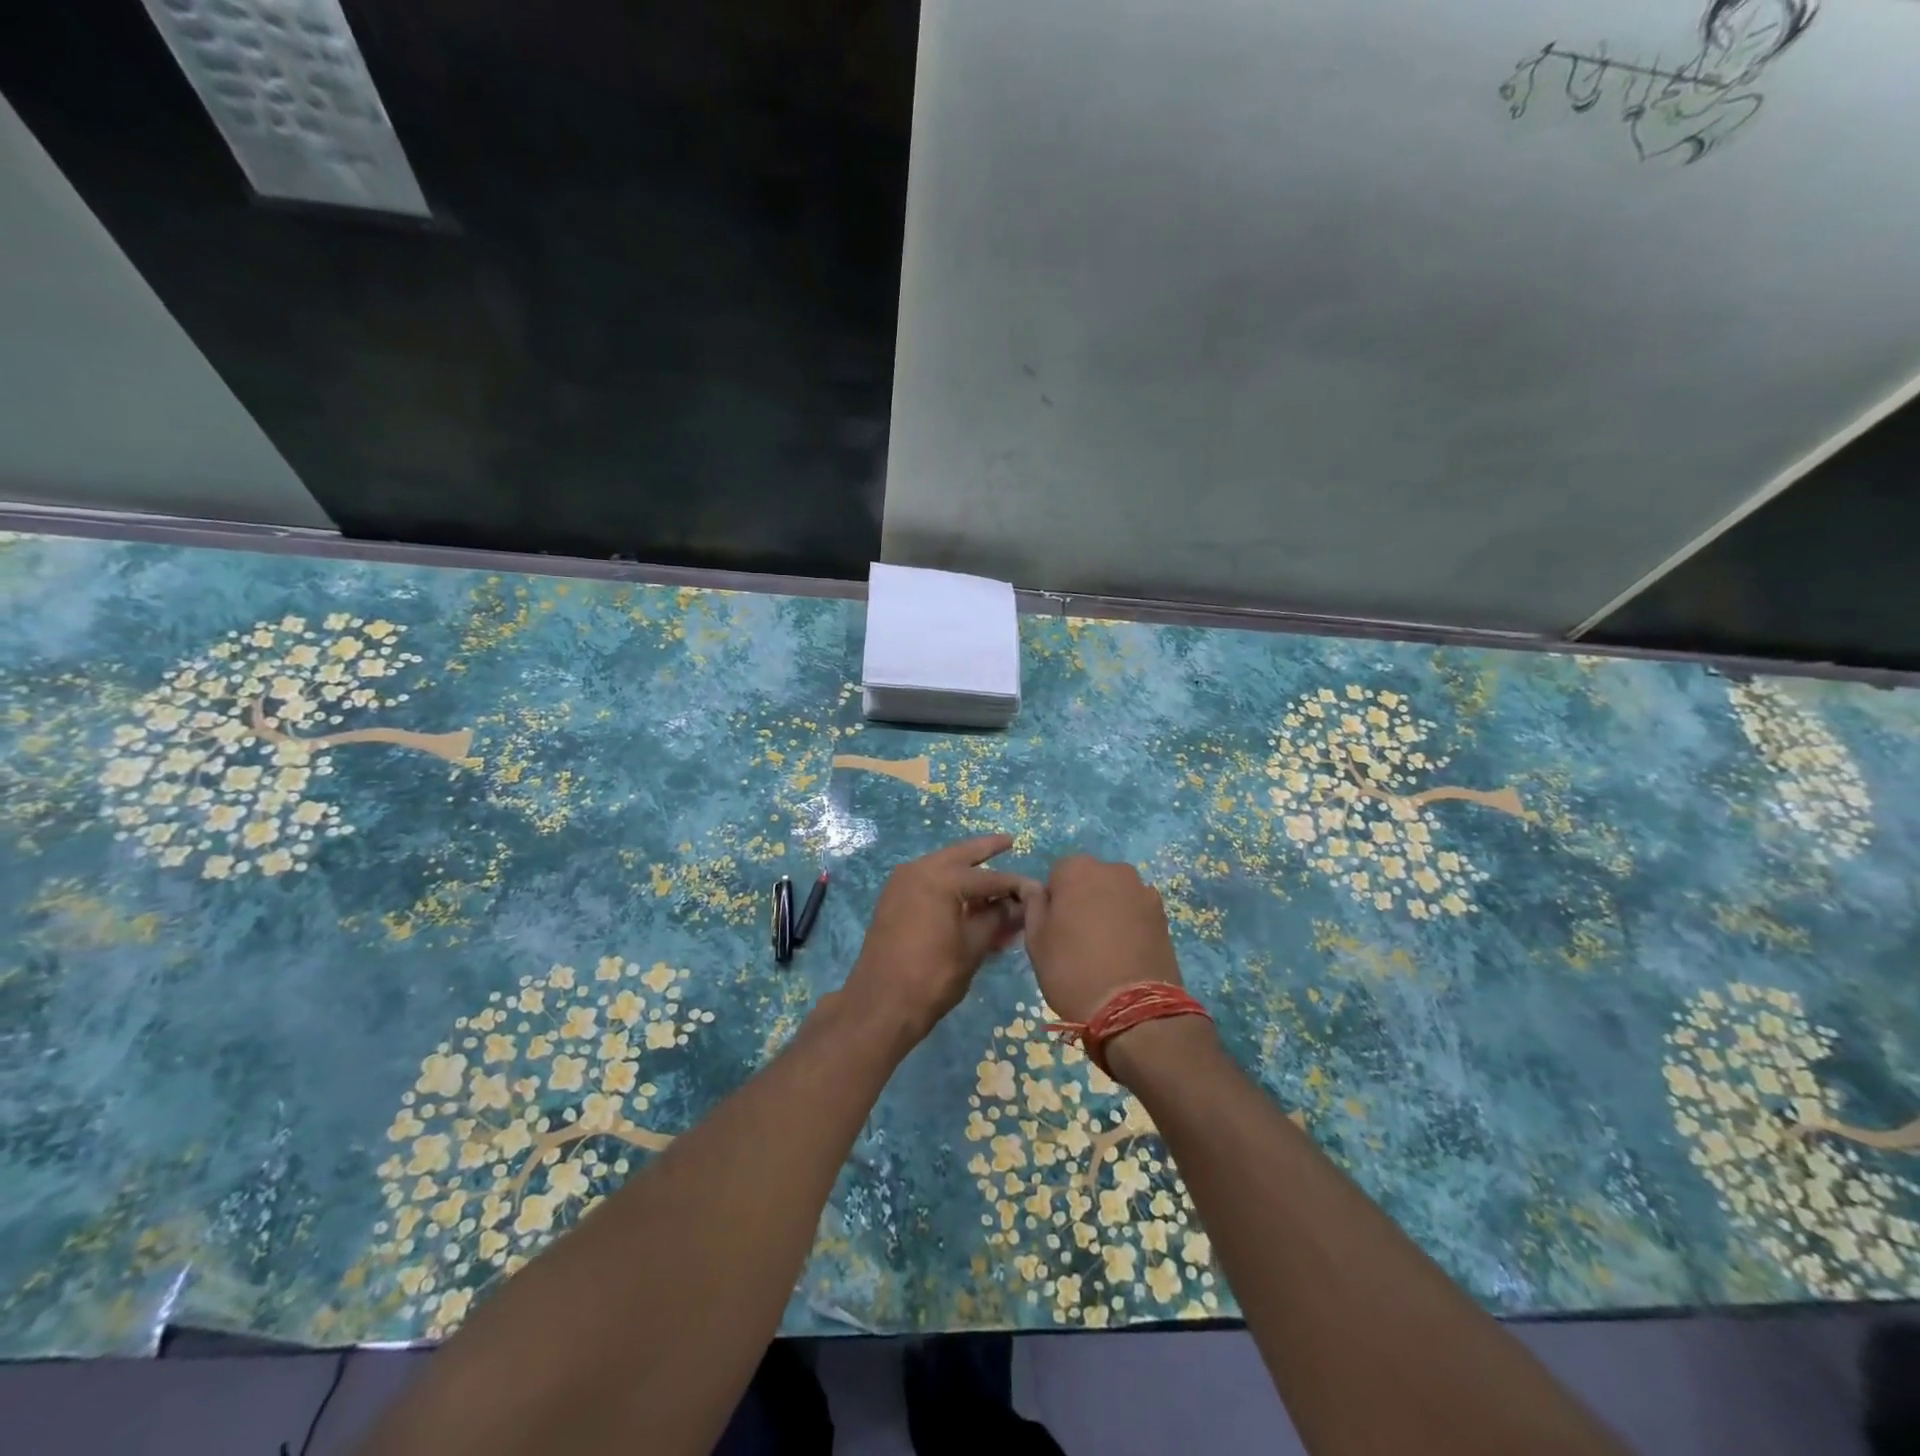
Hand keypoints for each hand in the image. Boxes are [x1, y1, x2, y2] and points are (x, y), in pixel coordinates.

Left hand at [842, 834, 1038, 1048]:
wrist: (880, 1004)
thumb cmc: (932, 976)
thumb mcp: (972, 947)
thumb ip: (996, 919)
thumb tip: (1019, 904)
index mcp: (940, 878)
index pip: (988, 877)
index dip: (1014, 885)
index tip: (1035, 889)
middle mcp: (918, 870)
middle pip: (960, 856)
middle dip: (985, 849)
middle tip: (1008, 841)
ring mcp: (901, 883)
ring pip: (941, 867)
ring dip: (965, 869)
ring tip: (990, 868)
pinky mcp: (892, 899)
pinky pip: (927, 882)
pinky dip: (947, 885)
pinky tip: (964, 893)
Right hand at [1022, 855, 1184, 1024]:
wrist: (1132, 1008)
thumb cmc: (1072, 970)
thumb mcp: (1036, 940)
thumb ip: (1033, 905)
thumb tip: (1036, 889)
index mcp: (1077, 869)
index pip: (1057, 875)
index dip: (1054, 901)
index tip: (1055, 928)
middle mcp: (1112, 869)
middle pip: (1090, 879)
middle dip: (1083, 900)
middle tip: (1078, 938)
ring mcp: (1142, 889)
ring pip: (1115, 894)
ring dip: (1108, 910)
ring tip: (1105, 948)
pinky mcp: (1163, 913)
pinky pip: (1137, 910)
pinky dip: (1130, 923)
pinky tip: (1126, 952)